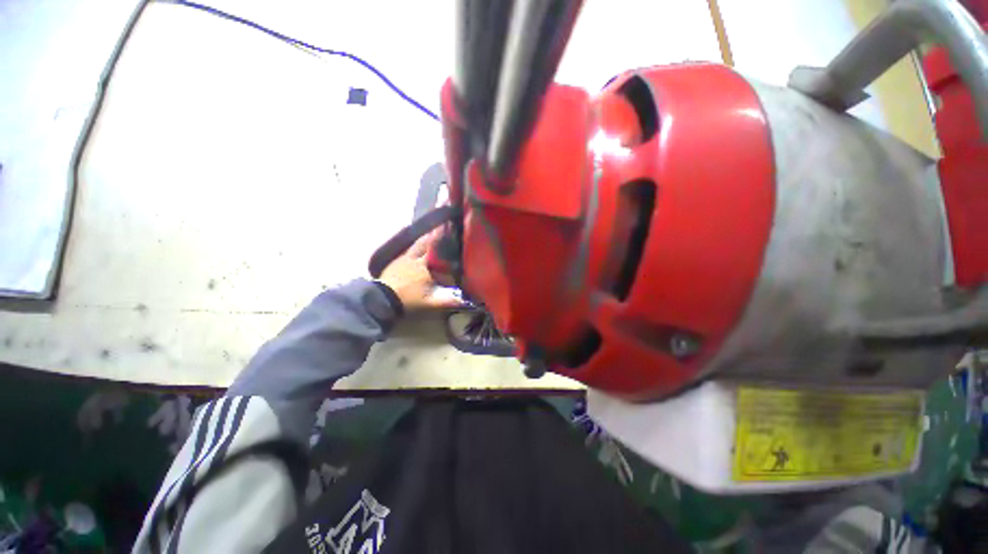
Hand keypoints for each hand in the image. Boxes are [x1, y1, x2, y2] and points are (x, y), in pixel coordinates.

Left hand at [377, 231, 460, 310]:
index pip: (439, 252)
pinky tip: (416, 244)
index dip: (446, 242)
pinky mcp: (396, 261)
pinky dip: (414, 244)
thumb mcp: (430, 303)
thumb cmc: (409, 300)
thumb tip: (465, 301)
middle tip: (443, 226)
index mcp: (426, 268)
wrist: (382, 299)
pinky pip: (408, 249)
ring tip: (432, 231)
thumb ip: (448, 301)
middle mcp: (416, 259)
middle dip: (436, 235)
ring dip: (425, 237)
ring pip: (417, 244)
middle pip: (427, 244)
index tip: (453, 233)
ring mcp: (404, 258)